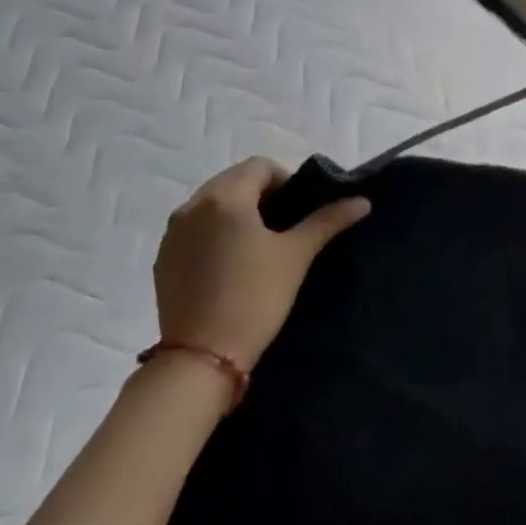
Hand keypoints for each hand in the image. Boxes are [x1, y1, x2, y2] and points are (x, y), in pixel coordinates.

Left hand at [154, 157, 369, 368]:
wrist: (202, 357)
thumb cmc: (255, 297)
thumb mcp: (296, 255)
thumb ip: (328, 220)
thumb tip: (362, 201)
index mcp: (225, 197)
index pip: (260, 166)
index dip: (285, 180)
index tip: (298, 210)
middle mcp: (192, 206)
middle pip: (233, 180)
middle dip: (260, 193)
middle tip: (283, 226)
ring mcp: (173, 233)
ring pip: (211, 203)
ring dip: (236, 211)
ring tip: (257, 244)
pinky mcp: (163, 259)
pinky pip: (193, 228)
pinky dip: (214, 232)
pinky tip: (230, 263)